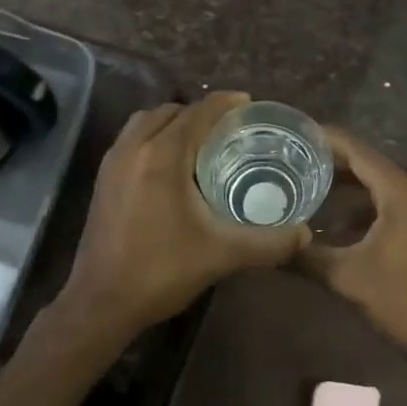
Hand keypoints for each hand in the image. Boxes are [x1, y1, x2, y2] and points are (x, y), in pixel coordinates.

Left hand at [58, 92, 308, 341]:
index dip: (226, 103)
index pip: (198, 112)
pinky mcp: (103, 180)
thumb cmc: (161, 271)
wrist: (101, 303)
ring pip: (146, 122)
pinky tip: (173, 166)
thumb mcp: (222, 255)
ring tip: (202, 142)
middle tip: (231, 128)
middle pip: (171, 111)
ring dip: (175, 122)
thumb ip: (268, 243)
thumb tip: (305, 235)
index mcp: (162, 156)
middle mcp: (133, 148)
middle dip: (201, 112)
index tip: (251, 105)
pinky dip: (155, 137)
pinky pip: (132, 140)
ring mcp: (112, 163)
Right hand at [301, 127, 406, 355]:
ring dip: (346, 187)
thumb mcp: (346, 278)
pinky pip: (388, 207)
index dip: (326, 140)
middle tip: (293, 159)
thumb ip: (306, 256)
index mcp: (400, 195)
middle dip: (332, 162)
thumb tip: (268, 246)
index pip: (358, 152)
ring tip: (307, 186)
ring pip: (378, 188)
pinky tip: (333, 225)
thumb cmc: (399, 301)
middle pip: (369, 165)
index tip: (294, 133)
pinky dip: (361, 208)